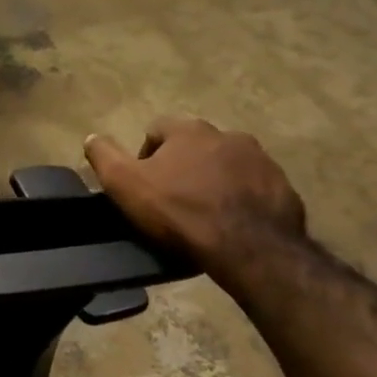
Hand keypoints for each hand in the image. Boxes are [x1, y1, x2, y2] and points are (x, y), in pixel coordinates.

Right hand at [84, 117, 305, 277]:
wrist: (248, 248)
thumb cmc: (178, 210)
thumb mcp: (124, 183)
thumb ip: (103, 155)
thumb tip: (91, 137)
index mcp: (190, 130)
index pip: (158, 129)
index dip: (145, 154)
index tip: (144, 183)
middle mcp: (229, 135)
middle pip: (196, 145)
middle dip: (183, 165)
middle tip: (173, 197)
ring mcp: (262, 161)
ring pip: (228, 165)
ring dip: (215, 179)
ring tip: (204, 212)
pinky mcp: (285, 188)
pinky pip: (255, 188)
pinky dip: (242, 199)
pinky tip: (232, 223)